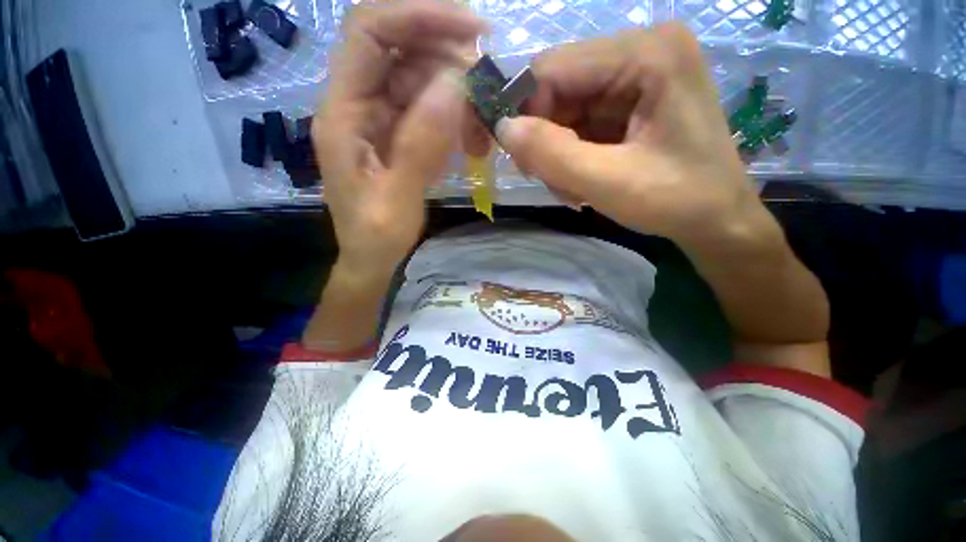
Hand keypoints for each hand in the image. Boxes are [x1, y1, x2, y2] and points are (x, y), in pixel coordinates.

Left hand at [314, 0, 486, 274]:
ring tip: (481, 126)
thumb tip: (455, 86)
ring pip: (419, 78)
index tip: (472, 31)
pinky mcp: (396, 133)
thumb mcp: (397, 198)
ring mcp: (378, 118)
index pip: (370, 33)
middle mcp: (356, 104)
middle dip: (447, 55)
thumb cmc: (376, 236)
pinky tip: (470, 141)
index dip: (418, 17)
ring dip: (456, 92)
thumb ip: (421, 145)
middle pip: (399, 48)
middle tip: (487, 84)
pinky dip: (453, 116)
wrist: (371, 258)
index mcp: (343, 114)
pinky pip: (427, 108)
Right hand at [496, 23, 764, 249]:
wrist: (717, 220)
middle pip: (558, 91)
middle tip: (551, 182)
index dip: (522, 111)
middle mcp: (640, 53)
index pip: (552, 68)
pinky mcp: (630, 104)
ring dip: (558, 155)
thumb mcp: (609, 182)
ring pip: (564, 113)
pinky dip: (572, 158)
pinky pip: (580, 126)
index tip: (513, 157)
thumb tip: (502, 128)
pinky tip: (583, 183)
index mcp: (646, 54)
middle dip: (545, 141)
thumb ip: (552, 155)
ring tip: (574, 191)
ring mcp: (635, 78)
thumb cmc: (677, 200)